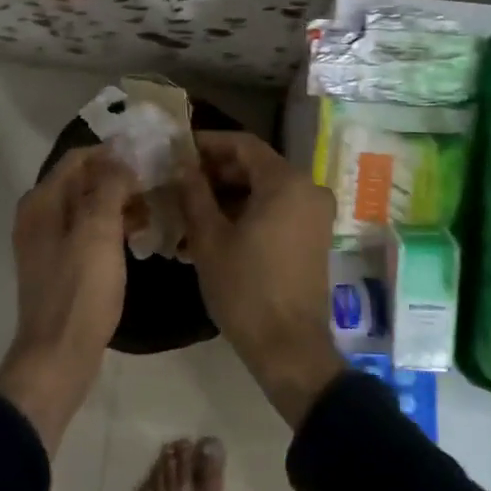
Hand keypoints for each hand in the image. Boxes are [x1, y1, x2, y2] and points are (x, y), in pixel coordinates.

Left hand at [0, 145, 138, 454]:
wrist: (58, 356)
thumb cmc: (80, 289)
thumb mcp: (98, 230)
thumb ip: (108, 186)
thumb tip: (120, 155)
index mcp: (42, 201)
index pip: (78, 158)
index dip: (113, 153)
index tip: (150, 157)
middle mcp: (39, 216)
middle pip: (82, 181)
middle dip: (119, 178)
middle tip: (158, 183)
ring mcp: (48, 243)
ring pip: (88, 207)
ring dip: (119, 203)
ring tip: (154, 209)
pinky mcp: (61, 266)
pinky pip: (88, 232)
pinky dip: (112, 227)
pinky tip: (138, 236)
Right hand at [175, 131, 344, 428]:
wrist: (289, 347)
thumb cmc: (245, 288)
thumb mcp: (209, 238)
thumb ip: (194, 193)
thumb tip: (181, 164)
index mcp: (286, 182)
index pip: (243, 144)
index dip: (208, 143)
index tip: (177, 150)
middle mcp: (307, 189)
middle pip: (254, 166)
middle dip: (214, 172)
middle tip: (177, 182)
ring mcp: (313, 214)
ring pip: (263, 190)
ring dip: (225, 197)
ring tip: (185, 211)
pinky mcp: (312, 236)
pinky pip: (275, 210)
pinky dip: (244, 214)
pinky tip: (209, 232)